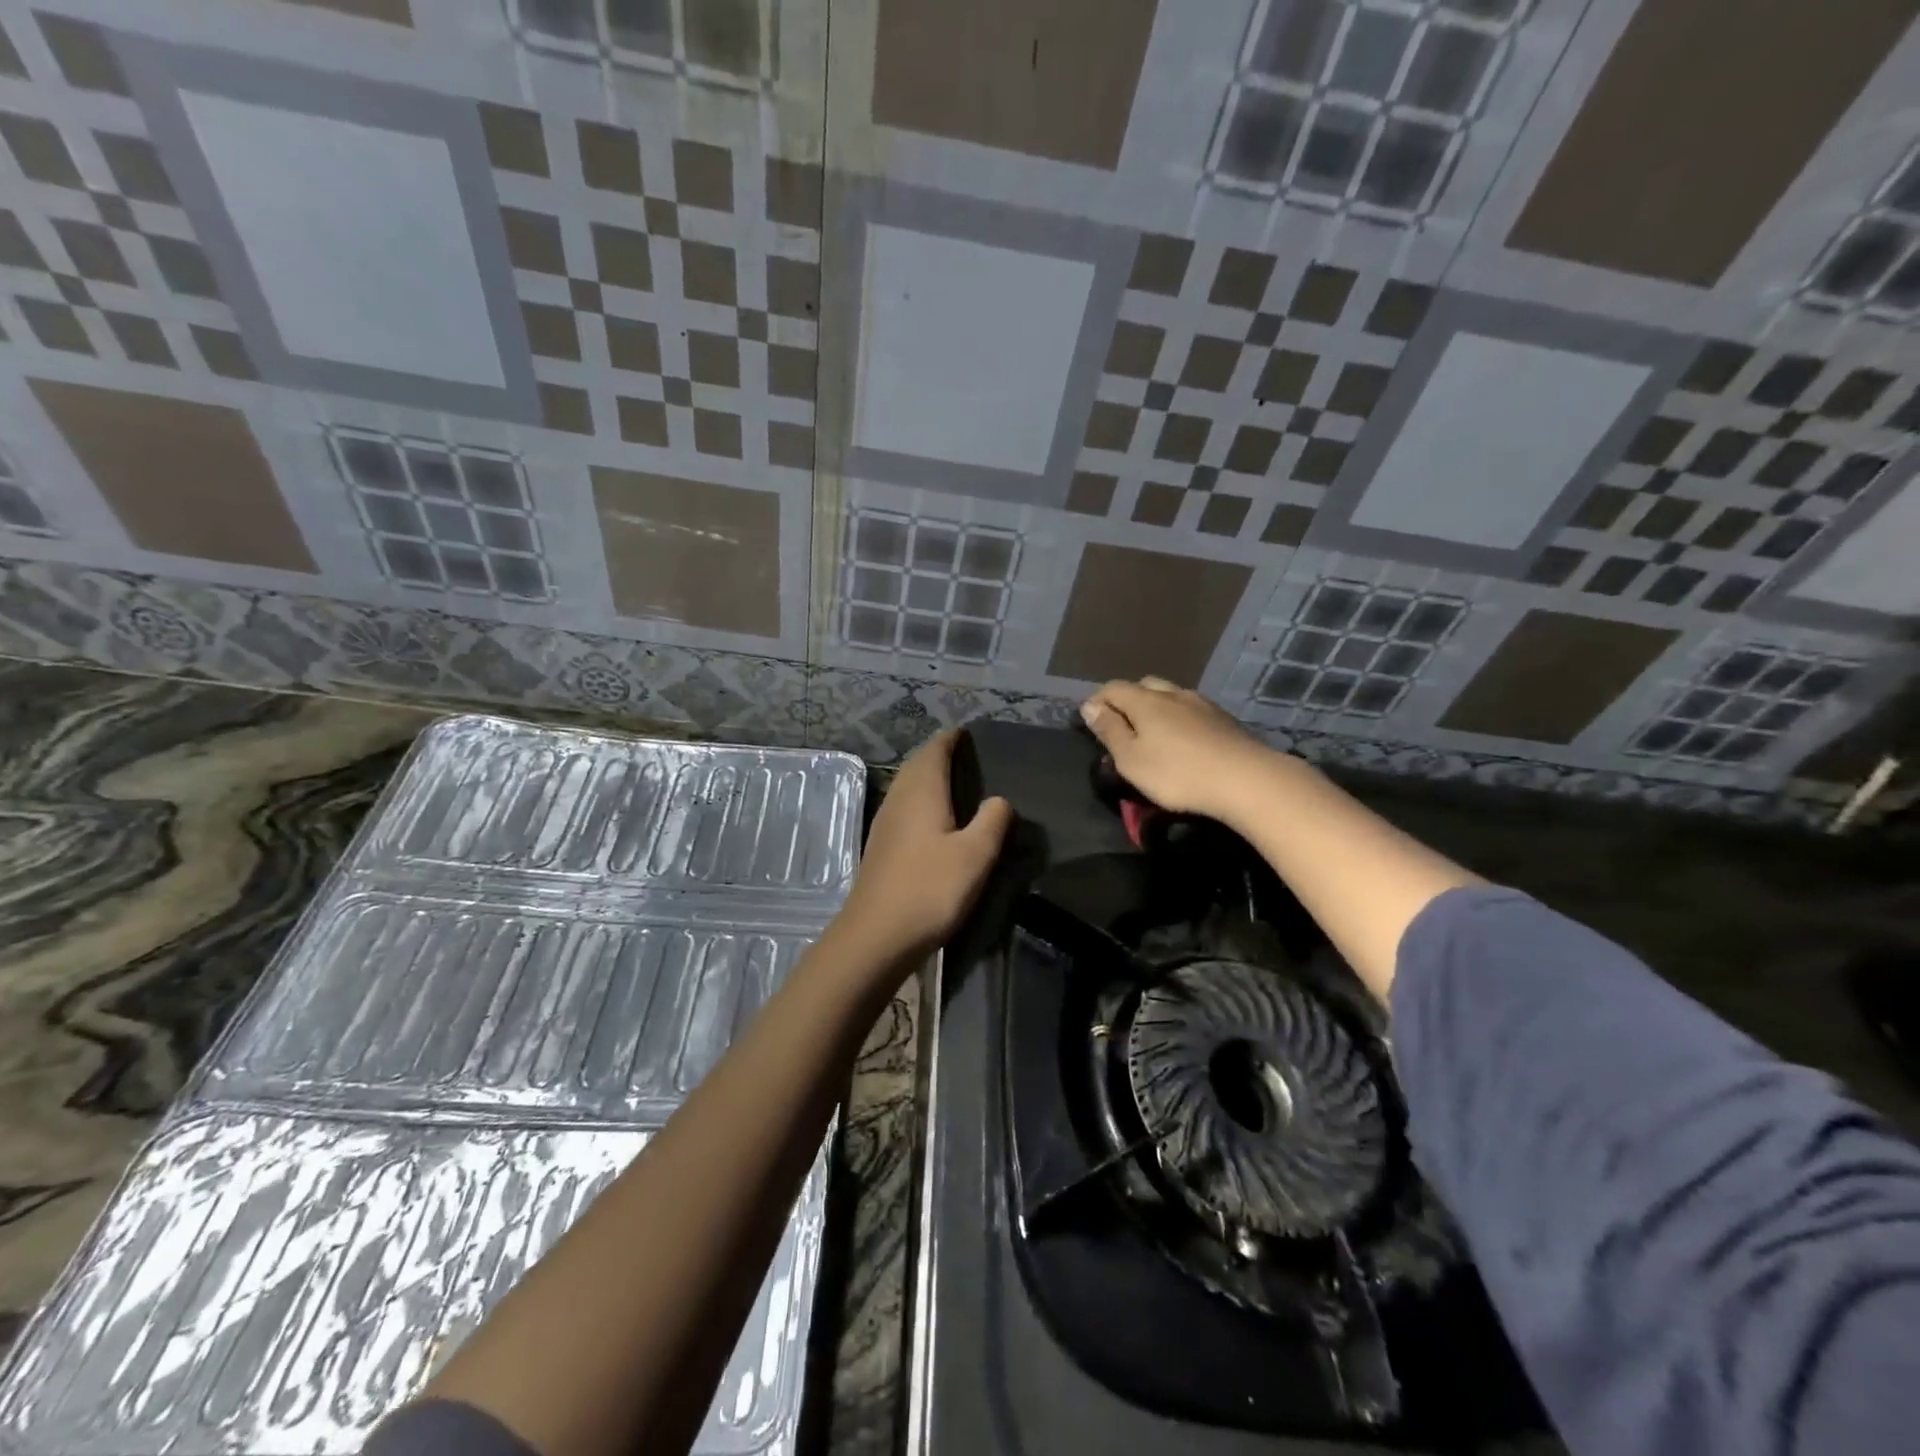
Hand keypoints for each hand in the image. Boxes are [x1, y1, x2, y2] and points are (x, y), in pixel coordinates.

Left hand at [835, 730, 1012, 965]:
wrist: (876, 936)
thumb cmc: (930, 889)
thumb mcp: (975, 855)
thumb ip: (992, 821)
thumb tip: (999, 799)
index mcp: (921, 792)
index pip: (934, 750)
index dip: (950, 739)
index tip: (967, 733)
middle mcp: (898, 799)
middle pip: (916, 765)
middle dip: (937, 754)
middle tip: (964, 755)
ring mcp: (884, 824)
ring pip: (906, 786)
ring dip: (926, 777)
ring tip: (952, 782)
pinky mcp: (880, 847)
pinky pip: (903, 808)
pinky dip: (919, 800)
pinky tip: (932, 819)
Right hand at [1080, 678, 1281, 824]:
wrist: (1246, 779)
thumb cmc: (1177, 773)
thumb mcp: (1131, 759)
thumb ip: (1109, 730)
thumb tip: (1090, 706)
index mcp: (1145, 701)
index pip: (1113, 688)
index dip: (1097, 701)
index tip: (1089, 722)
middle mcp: (1173, 693)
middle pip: (1143, 686)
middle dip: (1127, 701)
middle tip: (1121, 727)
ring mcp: (1202, 704)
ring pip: (1170, 696)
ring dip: (1156, 709)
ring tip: (1153, 734)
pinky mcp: (1224, 720)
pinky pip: (1191, 710)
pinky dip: (1179, 719)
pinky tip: (1183, 740)